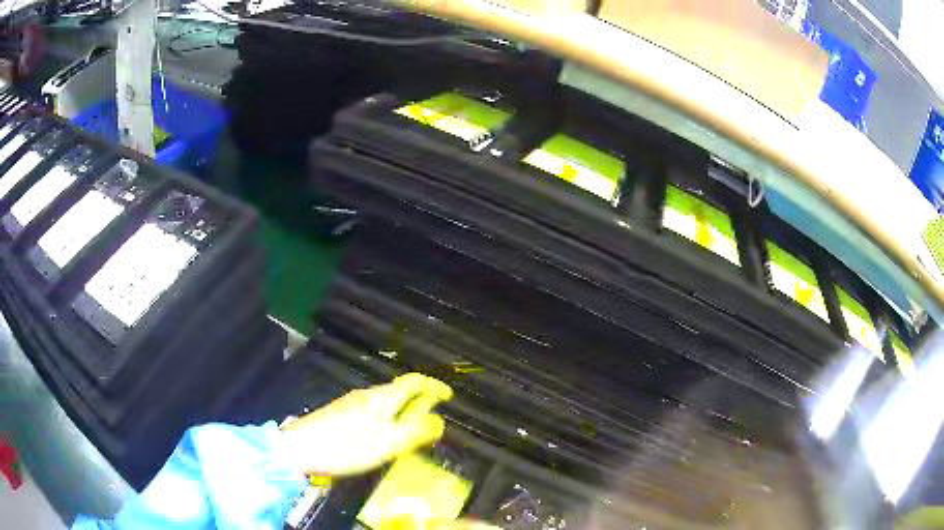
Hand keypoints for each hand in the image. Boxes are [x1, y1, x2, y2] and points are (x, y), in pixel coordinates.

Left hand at [280, 373, 452, 476]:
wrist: (299, 448)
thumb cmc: (346, 447)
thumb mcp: (387, 444)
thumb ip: (416, 432)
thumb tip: (440, 421)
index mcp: (382, 398)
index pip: (414, 381)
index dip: (434, 386)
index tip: (448, 396)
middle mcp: (368, 395)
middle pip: (400, 391)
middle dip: (420, 401)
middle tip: (433, 422)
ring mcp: (351, 404)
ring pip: (386, 402)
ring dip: (404, 412)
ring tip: (412, 433)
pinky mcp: (340, 414)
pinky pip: (374, 411)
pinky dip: (388, 419)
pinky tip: (383, 438)